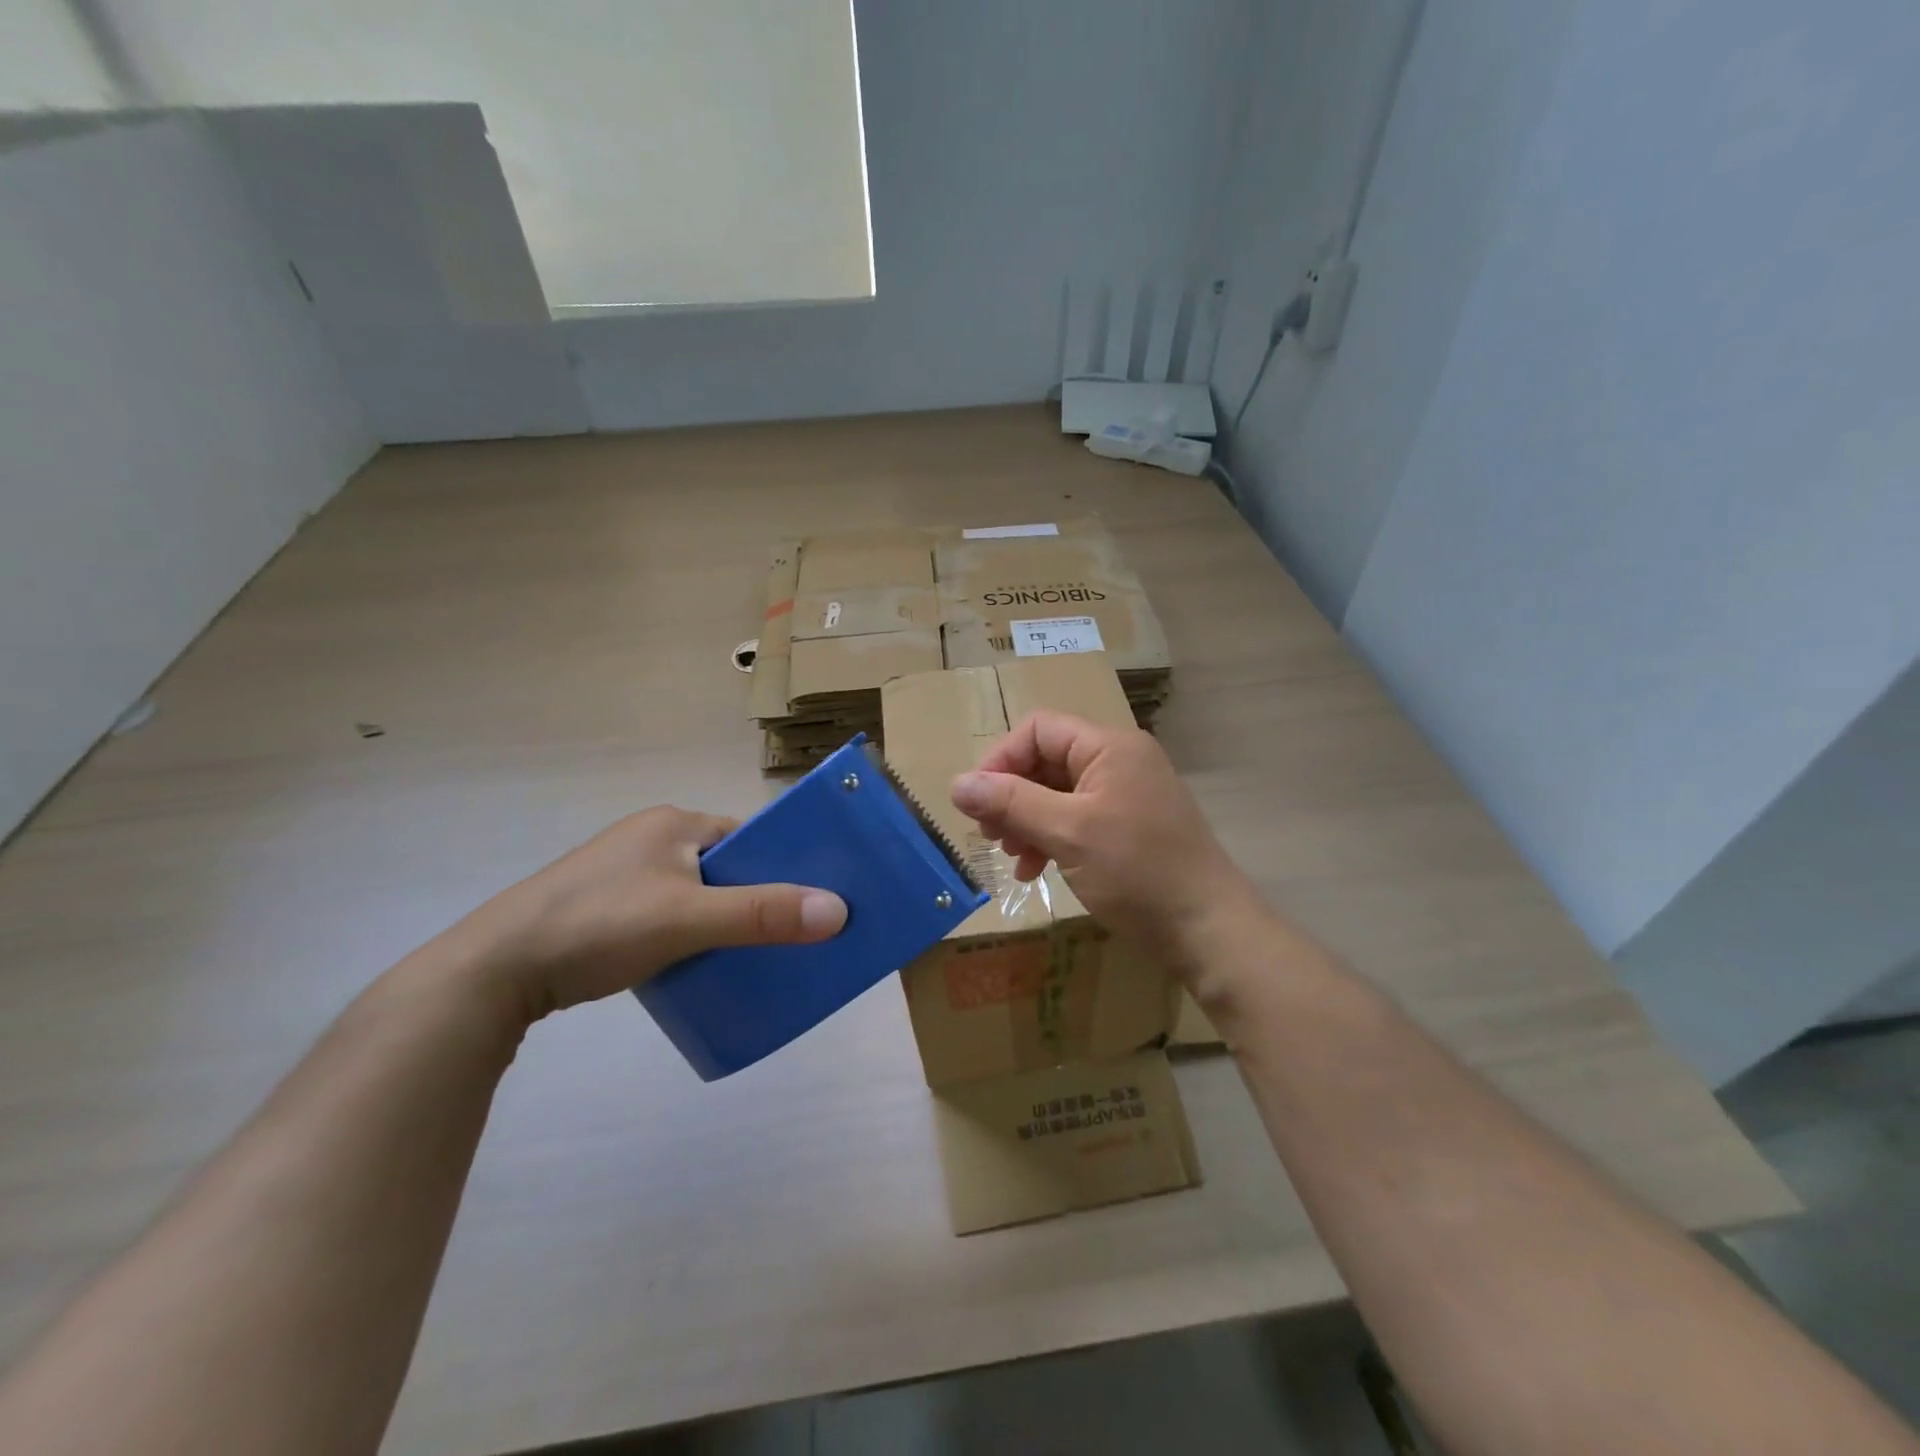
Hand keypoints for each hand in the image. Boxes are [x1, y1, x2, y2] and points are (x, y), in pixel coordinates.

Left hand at [461, 807, 846, 1022]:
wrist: (494, 970)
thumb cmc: (598, 925)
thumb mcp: (688, 918)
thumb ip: (762, 913)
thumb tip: (838, 910)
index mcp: (672, 822)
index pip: (746, 836)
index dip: (781, 864)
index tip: (810, 899)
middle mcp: (650, 838)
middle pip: (724, 866)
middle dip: (754, 897)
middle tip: (787, 934)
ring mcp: (622, 874)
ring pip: (695, 893)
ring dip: (721, 919)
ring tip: (748, 954)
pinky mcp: (603, 908)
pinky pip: (667, 914)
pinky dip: (689, 934)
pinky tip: (696, 964)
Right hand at [950, 712, 1262, 978]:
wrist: (1207, 928)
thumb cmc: (1137, 871)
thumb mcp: (1067, 833)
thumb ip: (1010, 803)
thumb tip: (956, 783)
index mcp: (1109, 746)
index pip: (1038, 729)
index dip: (1001, 760)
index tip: (978, 803)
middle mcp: (1118, 760)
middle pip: (1046, 760)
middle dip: (1012, 795)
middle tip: (991, 836)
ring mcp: (1126, 794)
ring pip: (1058, 793)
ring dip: (1027, 820)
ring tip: (1012, 857)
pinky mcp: (1129, 826)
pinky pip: (1077, 818)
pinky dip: (1050, 838)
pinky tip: (1036, 870)